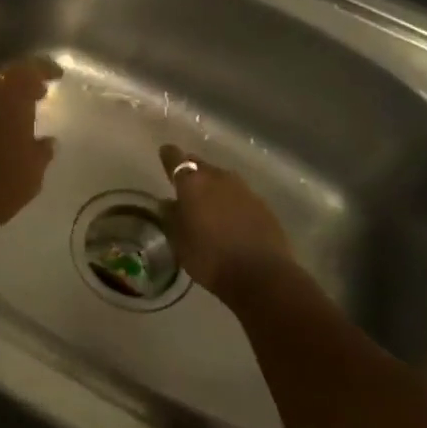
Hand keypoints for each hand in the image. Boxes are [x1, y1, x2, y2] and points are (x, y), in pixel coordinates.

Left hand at [0, 57, 60, 245]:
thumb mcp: (30, 176)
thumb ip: (41, 153)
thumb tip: (48, 141)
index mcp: (10, 98)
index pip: (30, 69)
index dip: (45, 69)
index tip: (58, 75)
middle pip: (6, 76)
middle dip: (24, 82)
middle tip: (40, 93)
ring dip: (5, 98)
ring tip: (22, 114)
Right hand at [159, 145, 293, 305]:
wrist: (261, 275)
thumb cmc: (210, 258)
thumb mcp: (180, 242)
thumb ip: (172, 218)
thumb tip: (169, 203)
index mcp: (192, 183)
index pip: (175, 159)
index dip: (169, 156)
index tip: (164, 152)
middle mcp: (218, 177)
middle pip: (200, 165)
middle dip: (191, 170)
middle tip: (184, 183)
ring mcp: (243, 189)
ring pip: (222, 179)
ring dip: (213, 186)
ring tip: (207, 202)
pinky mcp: (262, 204)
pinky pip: (240, 195)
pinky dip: (231, 201)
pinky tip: (230, 217)